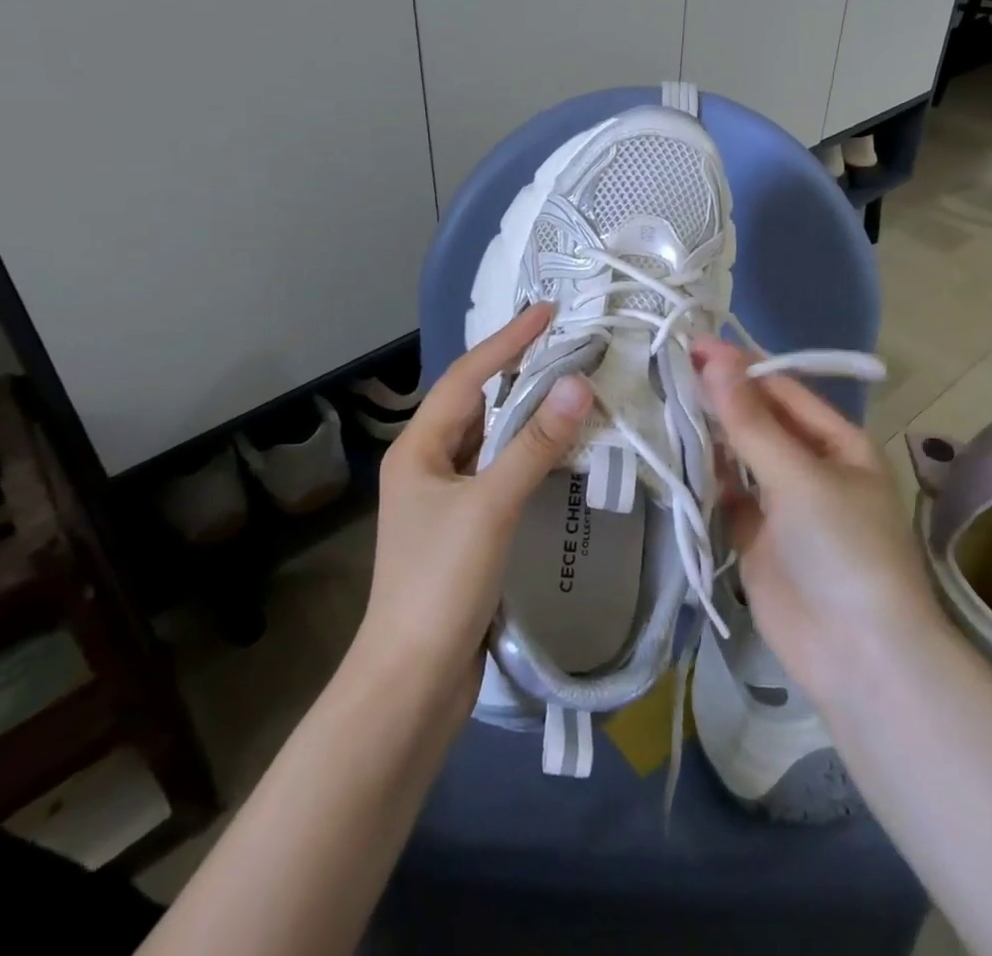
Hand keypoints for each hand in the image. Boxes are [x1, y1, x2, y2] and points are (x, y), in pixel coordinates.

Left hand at [357, 304, 591, 706]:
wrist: (412, 681)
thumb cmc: (441, 582)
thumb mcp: (490, 505)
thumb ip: (535, 444)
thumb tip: (579, 383)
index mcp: (418, 448)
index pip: (468, 376)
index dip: (508, 341)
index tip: (549, 311)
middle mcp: (427, 463)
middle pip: (477, 401)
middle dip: (517, 369)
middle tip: (564, 342)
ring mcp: (445, 497)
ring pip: (490, 437)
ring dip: (526, 410)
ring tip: (568, 384)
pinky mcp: (465, 526)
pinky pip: (500, 469)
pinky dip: (528, 451)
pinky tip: (558, 448)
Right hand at [692, 338, 942, 705]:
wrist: (859, 658)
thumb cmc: (843, 550)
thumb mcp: (800, 477)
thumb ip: (751, 422)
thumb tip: (715, 361)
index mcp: (837, 443)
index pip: (783, 391)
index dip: (741, 367)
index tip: (694, 344)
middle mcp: (810, 467)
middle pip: (759, 421)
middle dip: (721, 396)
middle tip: (668, 366)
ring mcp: (782, 505)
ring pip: (739, 457)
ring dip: (708, 434)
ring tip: (661, 401)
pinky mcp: (755, 539)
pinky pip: (726, 496)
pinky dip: (704, 477)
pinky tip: (673, 455)